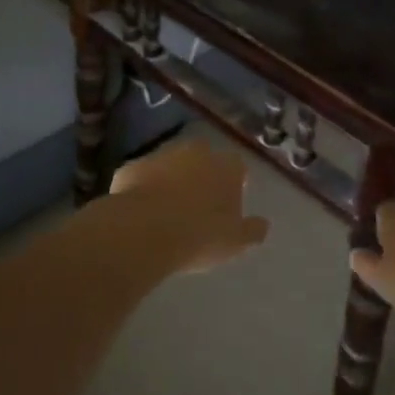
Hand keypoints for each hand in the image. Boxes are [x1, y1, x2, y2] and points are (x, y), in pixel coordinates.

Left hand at [100, 134, 269, 275]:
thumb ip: (252, 230)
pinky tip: (141, 212)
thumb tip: (263, 224)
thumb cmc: (200, 236)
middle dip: (202, 175)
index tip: (229, 200)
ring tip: (167, 210)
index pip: (237, 166)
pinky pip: (142, 175)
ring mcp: (161, 155)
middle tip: (198, 204)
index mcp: (225, 167)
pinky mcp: (132, 166)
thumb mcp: (235, 242)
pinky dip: (143, 188)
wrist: (145, 230)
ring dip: (171, 179)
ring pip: (171, 164)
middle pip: (203, 158)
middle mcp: (195, 152)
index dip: (234, 182)